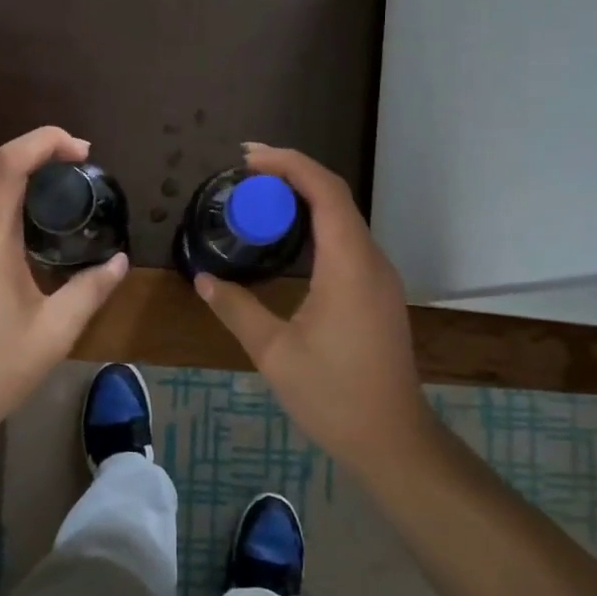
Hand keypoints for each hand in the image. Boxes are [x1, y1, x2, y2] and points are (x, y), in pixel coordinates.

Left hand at [0, 126, 129, 441]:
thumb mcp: (55, 330)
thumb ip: (91, 289)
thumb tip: (119, 262)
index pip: (8, 162)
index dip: (45, 141)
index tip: (84, 150)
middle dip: (36, 151)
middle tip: (80, 163)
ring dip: (20, 175)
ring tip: (63, 189)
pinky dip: (8, 201)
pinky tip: (34, 228)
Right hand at [195, 145, 430, 467]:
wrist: (391, 438)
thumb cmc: (333, 395)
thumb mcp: (274, 353)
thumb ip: (237, 309)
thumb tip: (205, 279)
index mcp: (349, 265)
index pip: (325, 192)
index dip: (289, 164)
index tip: (248, 158)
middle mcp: (370, 261)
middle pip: (336, 197)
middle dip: (293, 174)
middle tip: (246, 173)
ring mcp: (379, 277)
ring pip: (344, 217)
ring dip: (305, 197)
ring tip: (261, 197)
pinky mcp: (378, 293)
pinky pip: (348, 240)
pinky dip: (317, 223)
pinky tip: (289, 237)